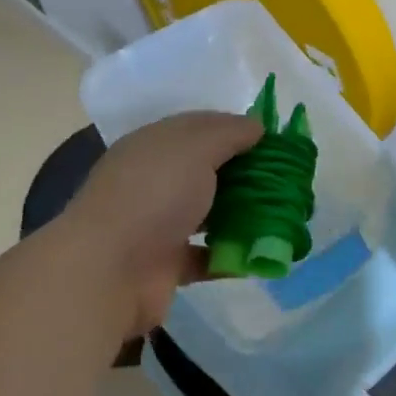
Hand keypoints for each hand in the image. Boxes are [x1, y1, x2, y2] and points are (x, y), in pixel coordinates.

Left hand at [64, 111, 262, 336]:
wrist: (108, 271)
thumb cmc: (153, 195)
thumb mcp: (195, 148)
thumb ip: (228, 133)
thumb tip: (257, 124)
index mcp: (155, 145)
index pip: (200, 127)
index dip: (237, 129)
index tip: (275, 140)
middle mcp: (155, 181)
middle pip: (208, 171)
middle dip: (246, 174)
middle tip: (287, 179)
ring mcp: (158, 224)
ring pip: (209, 213)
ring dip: (242, 215)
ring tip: (283, 215)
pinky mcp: (166, 264)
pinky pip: (207, 256)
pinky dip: (232, 255)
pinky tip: (263, 253)